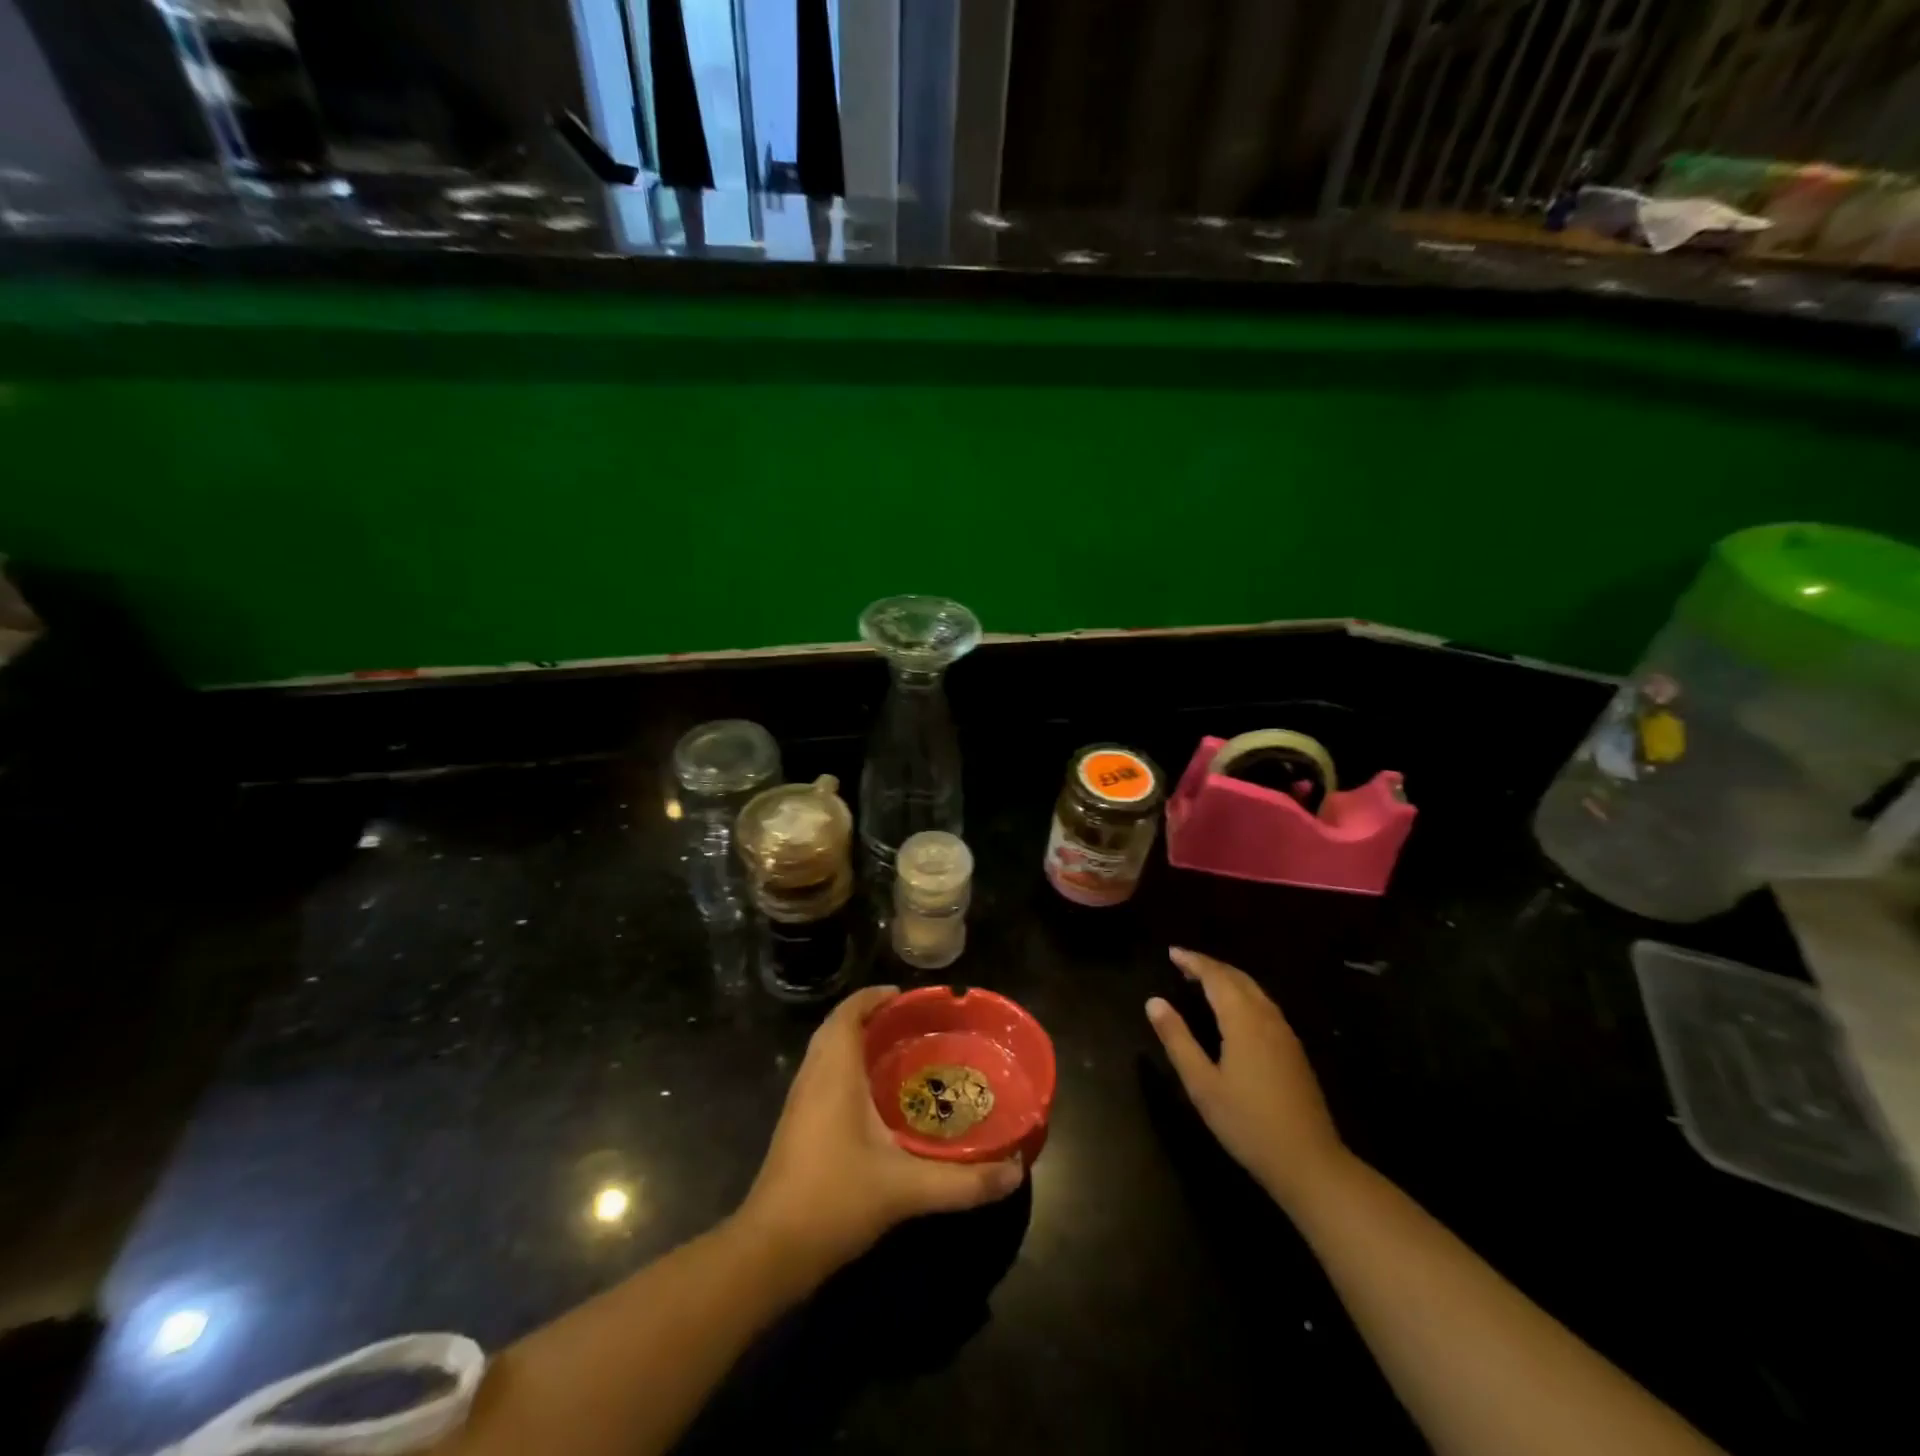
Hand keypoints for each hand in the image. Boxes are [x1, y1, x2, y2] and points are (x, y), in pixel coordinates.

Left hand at [739, 986, 1025, 1277]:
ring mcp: (800, 1102)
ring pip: (827, 1051)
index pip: (849, 1012)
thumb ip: (964, 1181)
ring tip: (899, 1052)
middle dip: (871, 1017)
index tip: (909, 998)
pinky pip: (823, 1075)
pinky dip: (847, 1067)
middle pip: (838, 1027)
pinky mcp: (796, 1125)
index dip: (875, 997)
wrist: (769, 1251)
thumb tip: (1014, 1171)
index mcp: (834, 1072)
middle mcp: (813, 1076)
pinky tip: (875, 1097)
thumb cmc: (835, 1200)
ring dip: (857, 1041)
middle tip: (912, 1025)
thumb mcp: (907, 1190)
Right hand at [1146, 948, 1347, 1208]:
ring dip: (1228, 979)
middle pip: (1237, 978)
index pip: (1215, 976)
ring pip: (1255, 990)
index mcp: (1242, 1019)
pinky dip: (1243, 994)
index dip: (1193, 961)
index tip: (1172, 952)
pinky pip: (1265, 1005)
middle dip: (1210, 966)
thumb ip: (1177, 1039)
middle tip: (1183, 963)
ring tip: (1204, 981)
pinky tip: (1235, 1011)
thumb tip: (1154, 1001)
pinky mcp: (1294, 1050)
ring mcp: (1285, 1034)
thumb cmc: (1248, 1123)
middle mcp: (1267, 1017)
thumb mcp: (1202, 1084)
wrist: (1310, 1162)